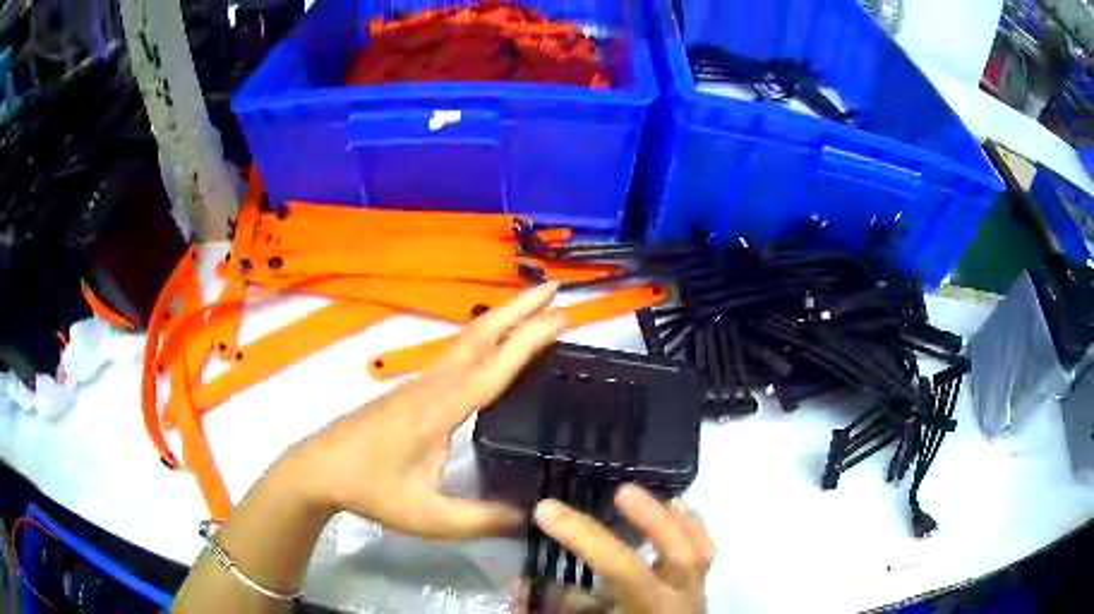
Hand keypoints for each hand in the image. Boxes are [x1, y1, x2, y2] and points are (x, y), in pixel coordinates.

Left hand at [291, 282, 565, 538]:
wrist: (320, 468)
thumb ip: (482, 520)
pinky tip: (494, 346)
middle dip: (518, 308)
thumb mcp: (428, 517)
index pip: (492, 368)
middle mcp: (433, 385)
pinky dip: (485, 337)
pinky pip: (457, 353)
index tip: (561, 317)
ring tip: (534, 307)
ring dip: (503, 318)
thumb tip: (532, 517)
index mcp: (439, 410)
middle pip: (480, 336)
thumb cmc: (371, 490)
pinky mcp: (413, 389)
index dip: (528, 341)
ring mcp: (421, 383)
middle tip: (554, 289)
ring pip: (467, 340)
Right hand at [527, 484, 712, 613]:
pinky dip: (693, 530)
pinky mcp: (698, 592)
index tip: (548, 511)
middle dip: (653, 522)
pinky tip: (679, 510)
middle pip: (681, 556)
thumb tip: (517, 584)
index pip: (623, 569)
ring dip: (680, 521)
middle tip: (621, 492)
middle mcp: (678, 601)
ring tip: (658, 495)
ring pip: (701, 553)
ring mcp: (694, 595)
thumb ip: (558, 607)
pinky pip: (703, 557)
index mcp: (648, 610)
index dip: (586, 539)